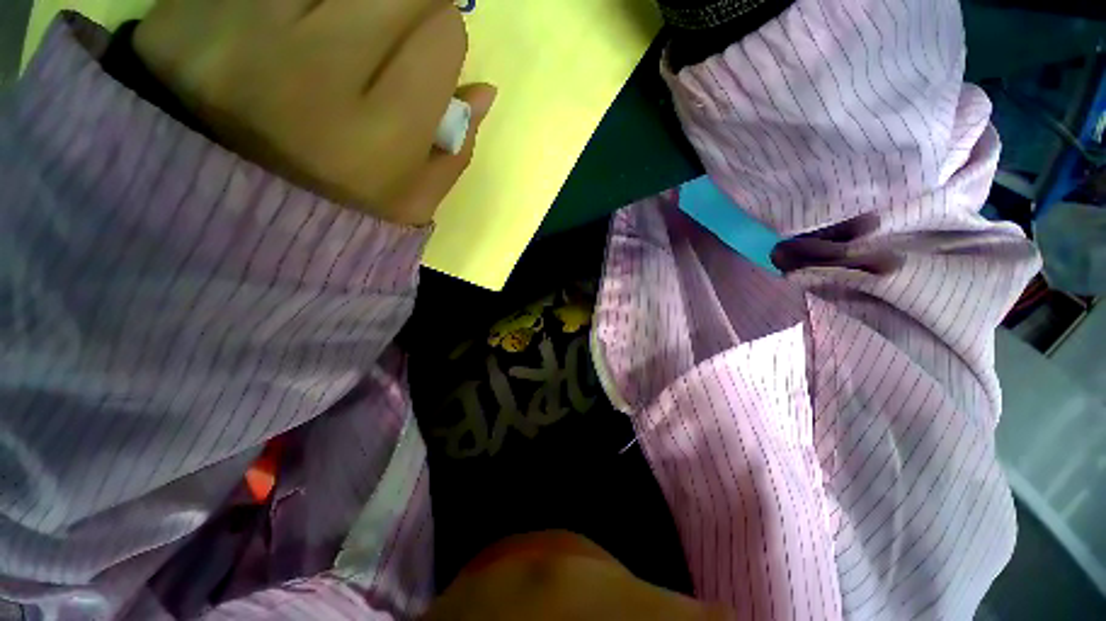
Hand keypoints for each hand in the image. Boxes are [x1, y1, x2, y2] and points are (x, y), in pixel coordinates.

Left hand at [133, 0, 494, 224]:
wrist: (214, 205)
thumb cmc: (332, 207)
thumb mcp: (409, 203)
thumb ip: (454, 153)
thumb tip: (484, 93)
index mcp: (374, 139)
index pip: (444, 37)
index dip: (445, 41)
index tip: (429, 57)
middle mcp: (311, 73)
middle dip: (411, 3)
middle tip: (393, 27)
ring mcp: (242, 27)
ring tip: (342, 30)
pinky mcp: (196, 5)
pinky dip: (305, 0)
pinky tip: (298, 27)